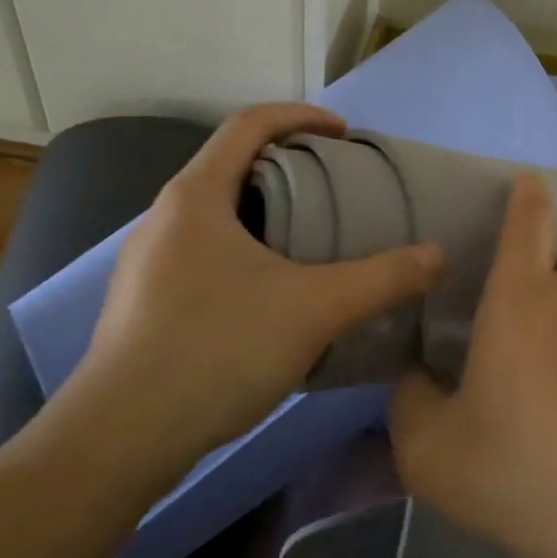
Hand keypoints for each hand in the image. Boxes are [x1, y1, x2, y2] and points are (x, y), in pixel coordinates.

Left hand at [45, 103, 444, 502]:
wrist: (118, 441)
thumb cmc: (215, 350)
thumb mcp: (314, 309)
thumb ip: (382, 279)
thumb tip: (438, 255)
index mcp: (197, 195)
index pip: (249, 124)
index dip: (301, 116)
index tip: (344, 135)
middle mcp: (165, 217)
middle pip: (233, 165)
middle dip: (290, 166)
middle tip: (338, 189)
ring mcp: (148, 262)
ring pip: (219, 213)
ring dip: (268, 211)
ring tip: (314, 240)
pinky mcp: (145, 303)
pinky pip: (206, 252)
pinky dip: (248, 249)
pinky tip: (273, 293)